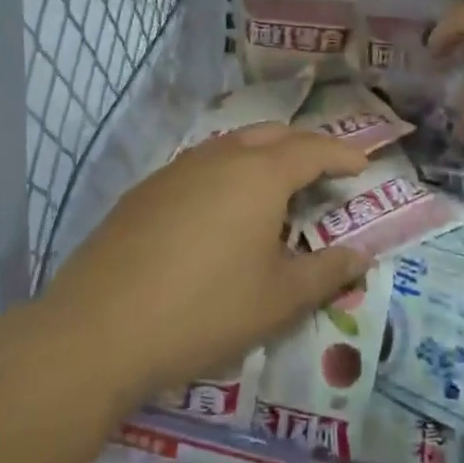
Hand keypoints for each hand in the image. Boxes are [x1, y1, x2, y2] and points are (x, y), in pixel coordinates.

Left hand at [44, 124, 371, 412]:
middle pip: (270, 135)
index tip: (362, 167)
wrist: (101, 327)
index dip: (342, 156)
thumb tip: (360, 255)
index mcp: (259, 175)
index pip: (313, 150)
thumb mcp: (278, 299)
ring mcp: (175, 170)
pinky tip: (219, 212)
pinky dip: (224, 175)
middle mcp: (218, 158)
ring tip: (273, 191)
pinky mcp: (144, 191)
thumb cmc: (206, 310)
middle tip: (321, 173)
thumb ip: (326, 272)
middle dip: (302, 147)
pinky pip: (198, 167)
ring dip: (260, 158)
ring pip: (230, 146)